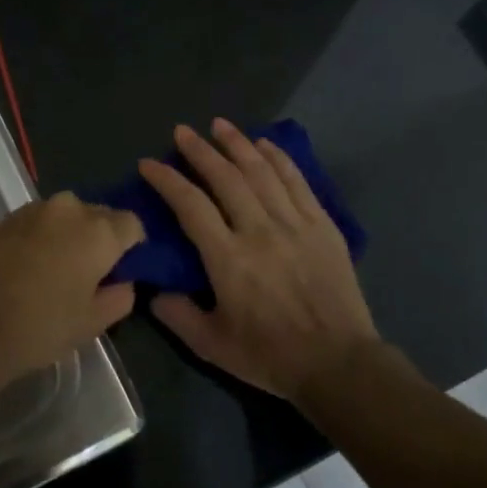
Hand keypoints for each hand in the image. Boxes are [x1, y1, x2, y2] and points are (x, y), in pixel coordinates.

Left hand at [0, 192, 144, 391]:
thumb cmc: (40, 326)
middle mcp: (68, 209)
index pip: (133, 224)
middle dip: (101, 238)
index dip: (133, 247)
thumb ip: (118, 298)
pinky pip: (35, 225)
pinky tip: (28, 272)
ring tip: (57, 274)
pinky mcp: (1, 221)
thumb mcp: (91, 323)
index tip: (125, 271)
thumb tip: (122, 283)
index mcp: (98, 230)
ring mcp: (30, 211)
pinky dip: (40, 240)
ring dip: (68, 237)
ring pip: (64, 218)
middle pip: (98, 216)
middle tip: (93, 274)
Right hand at [140, 121, 381, 402]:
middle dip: (200, 151)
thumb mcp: (211, 345)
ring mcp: (295, 224)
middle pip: (226, 178)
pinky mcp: (322, 226)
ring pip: (262, 172)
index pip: (190, 206)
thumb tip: (154, 291)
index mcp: (228, 259)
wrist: (337, 362)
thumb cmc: (270, 356)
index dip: (167, 180)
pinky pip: (297, 181)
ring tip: (220, 125)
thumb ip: (177, 315)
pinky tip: (265, 143)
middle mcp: (260, 231)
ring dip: (238, 144)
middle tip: (182, 131)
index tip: (149, 164)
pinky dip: (279, 158)